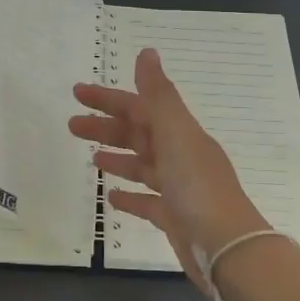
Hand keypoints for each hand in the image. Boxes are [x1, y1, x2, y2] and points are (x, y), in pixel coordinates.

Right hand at [69, 47, 269, 293]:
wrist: (228, 248)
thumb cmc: (198, 186)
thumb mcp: (176, 133)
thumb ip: (159, 95)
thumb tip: (147, 52)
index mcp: (180, 133)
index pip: (139, 107)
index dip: (108, 99)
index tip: (77, 93)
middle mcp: (180, 156)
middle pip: (138, 134)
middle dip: (106, 127)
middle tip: (71, 125)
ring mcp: (178, 188)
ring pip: (141, 166)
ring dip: (117, 157)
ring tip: (91, 158)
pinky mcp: (174, 219)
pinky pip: (147, 202)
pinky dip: (129, 196)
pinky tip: (110, 198)